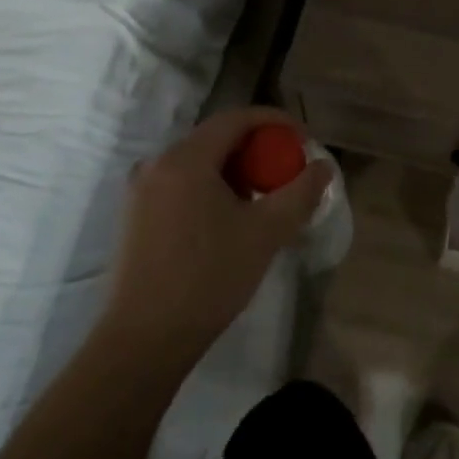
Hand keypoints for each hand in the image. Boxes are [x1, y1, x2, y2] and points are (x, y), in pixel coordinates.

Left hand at [104, 107, 332, 368]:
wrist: (145, 339)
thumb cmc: (209, 278)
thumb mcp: (266, 233)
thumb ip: (300, 193)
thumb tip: (323, 166)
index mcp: (185, 159)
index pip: (236, 119)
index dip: (275, 121)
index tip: (303, 139)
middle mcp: (157, 164)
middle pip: (216, 139)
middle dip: (257, 150)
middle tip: (286, 174)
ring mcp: (140, 191)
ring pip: (198, 164)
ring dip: (235, 173)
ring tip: (262, 202)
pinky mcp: (135, 217)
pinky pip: (181, 185)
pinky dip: (211, 189)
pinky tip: (228, 222)